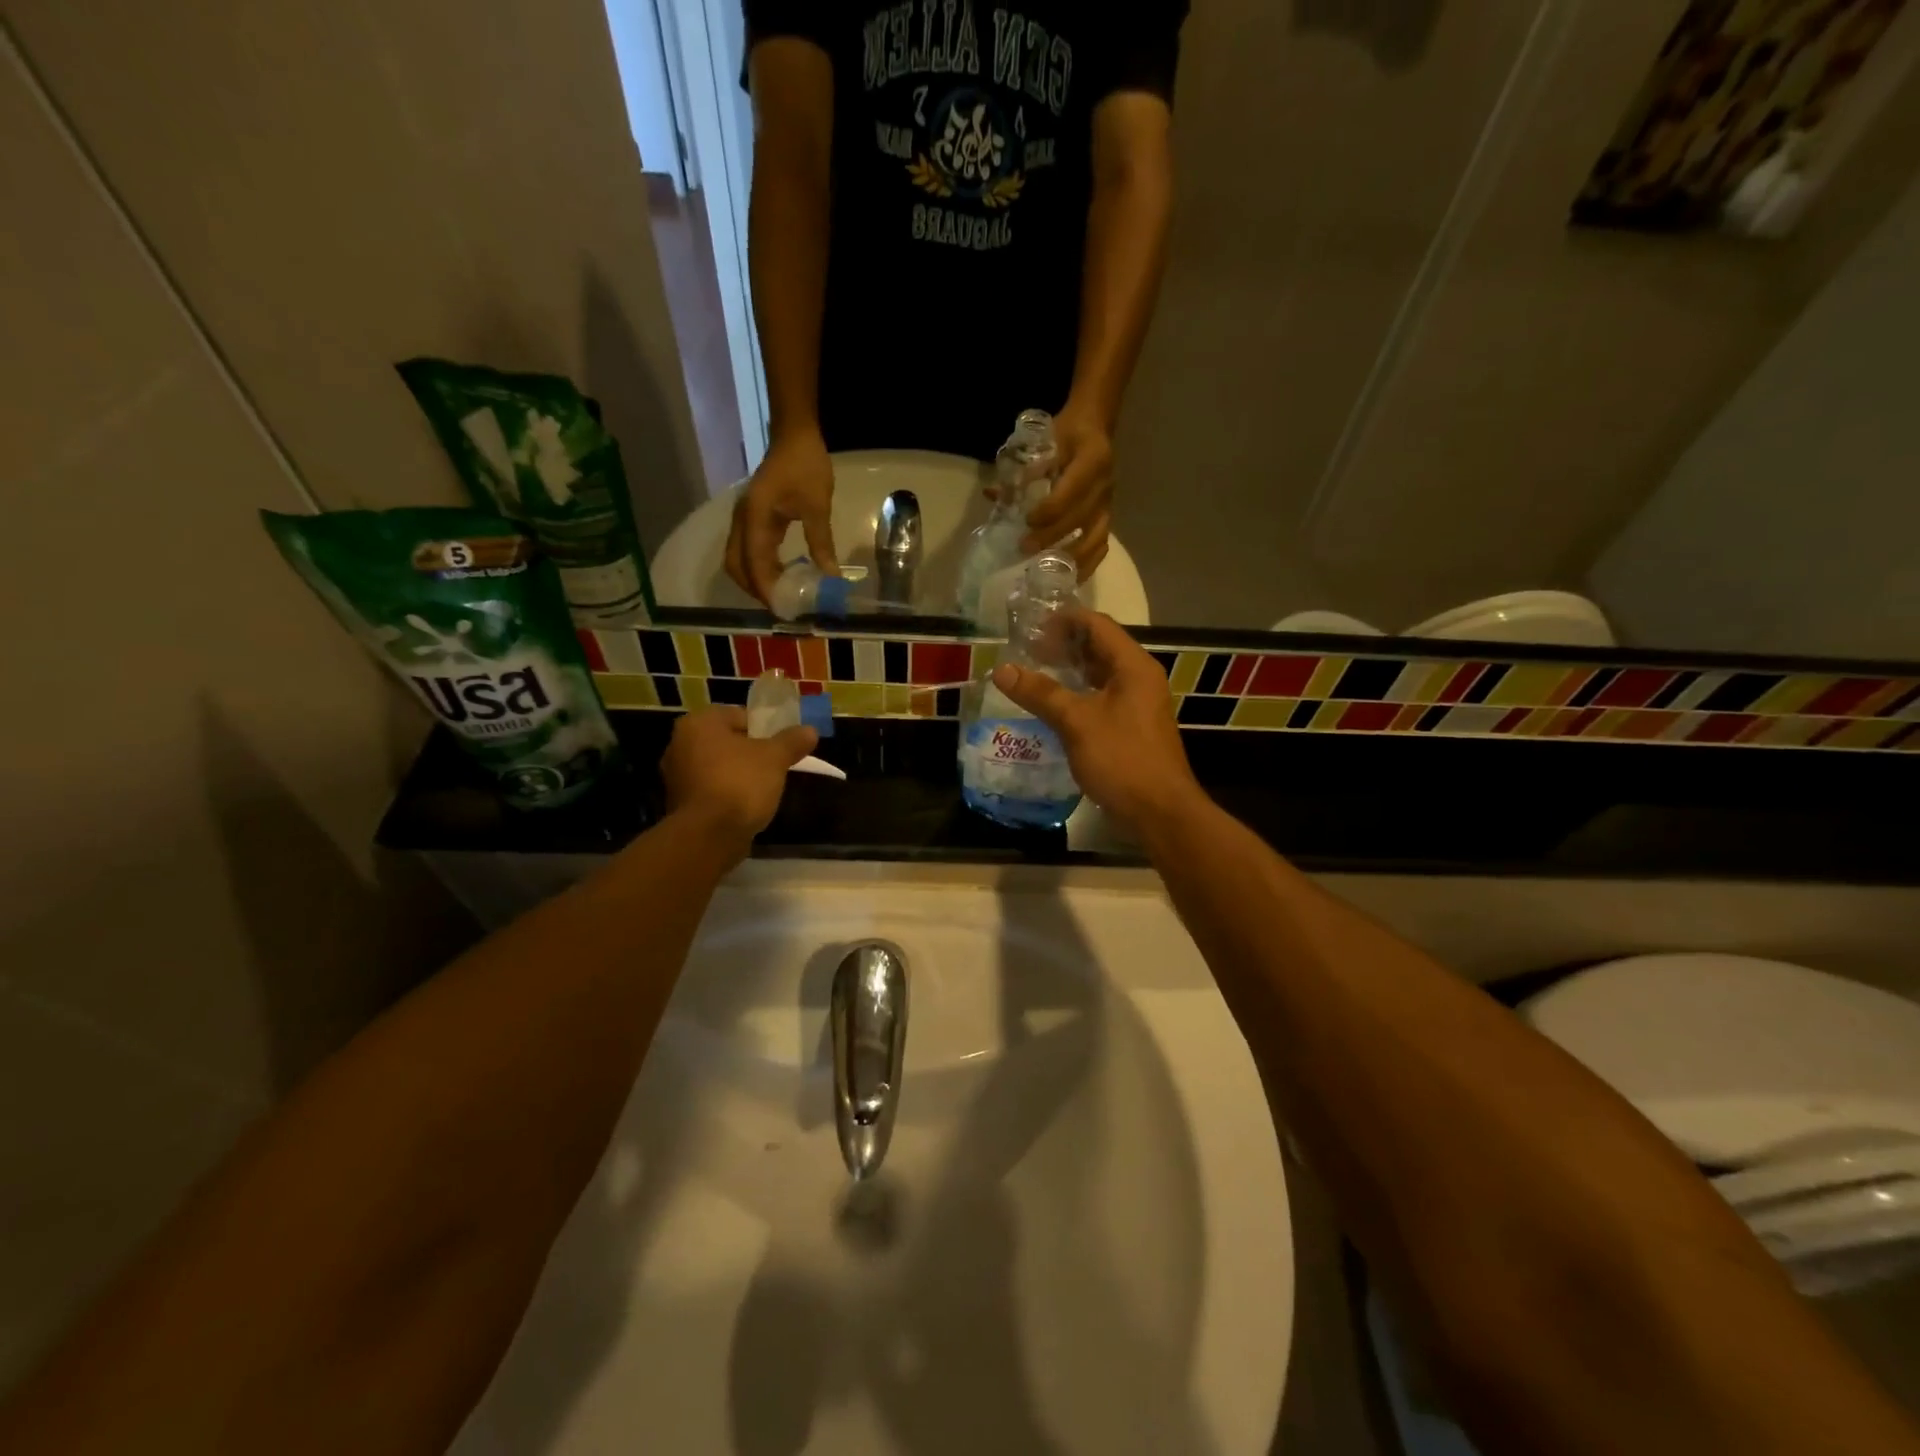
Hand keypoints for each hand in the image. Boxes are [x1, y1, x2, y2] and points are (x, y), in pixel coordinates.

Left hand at [661, 707, 817, 852]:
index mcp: (699, 723)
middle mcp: (679, 743)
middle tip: (775, 765)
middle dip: (749, 752)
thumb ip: (792, 741)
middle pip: (726, 741)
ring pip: (716, 766)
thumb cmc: (741, 783)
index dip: (764, 729)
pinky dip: (725, 793)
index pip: (738, 715)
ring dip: (737, 773)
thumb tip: (810, 730)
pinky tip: (744, 805)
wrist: (709, 835)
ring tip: (763, 788)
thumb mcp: (775, 758)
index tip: (781, 745)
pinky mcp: (678, 803)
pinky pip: (709, 789)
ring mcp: (675, 775)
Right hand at [725, 428, 838, 604]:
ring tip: (782, 594)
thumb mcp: (817, 507)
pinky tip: (782, 574)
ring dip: (755, 579)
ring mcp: (743, 519)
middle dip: (755, 589)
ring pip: (738, 560)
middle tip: (782, 605)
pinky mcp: (751, 518)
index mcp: (755, 518)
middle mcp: (742, 521)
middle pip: (736, 566)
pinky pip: (747, 550)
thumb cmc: (806, 466)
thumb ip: (821, 544)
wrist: (794, 435)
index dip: (766, 589)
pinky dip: (758, 567)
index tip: (783, 609)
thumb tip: (831, 577)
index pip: (754, 564)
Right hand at [989, 609, 1200, 827]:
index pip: (1098, 625)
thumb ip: (1041, 693)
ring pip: (1099, 675)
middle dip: (1063, 644)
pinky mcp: (1131, 727)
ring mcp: (1137, 704)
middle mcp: (1139, 678)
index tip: (1030, 625)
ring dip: (1068, 670)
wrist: (1159, 812)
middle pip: (1099, 647)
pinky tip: (1052, 705)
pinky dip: (1076, 694)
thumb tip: (1003, 670)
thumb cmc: (1122, 759)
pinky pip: (1100, 698)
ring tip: (1033, 673)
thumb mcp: (1077, 722)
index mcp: (1133, 666)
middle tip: (1026, 649)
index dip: (1064, 620)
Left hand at [1021, 401, 1113, 575]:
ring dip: (1070, 557)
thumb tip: (993, 494)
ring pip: (1095, 538)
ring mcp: (1109, 505)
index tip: (1027, 520)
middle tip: (1025, 548)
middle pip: (1080, 518)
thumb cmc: (1065, 434)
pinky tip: (1070, 578)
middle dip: (1052, 536)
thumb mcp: (1045, 440)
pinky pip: (1101, 546)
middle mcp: (1105, 485)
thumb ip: (1023, 469)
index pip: (1072, 491)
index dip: (1050, 510)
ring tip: (1046, 571)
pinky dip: (1087, 564)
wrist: (1094, 428)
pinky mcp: (1108, 518)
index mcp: (1092, 460)